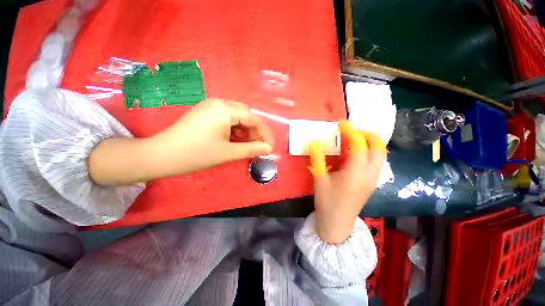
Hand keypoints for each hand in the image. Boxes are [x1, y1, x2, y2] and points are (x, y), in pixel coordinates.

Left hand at [89, 99, 273, 184]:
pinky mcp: (206, 114)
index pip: (253, 118)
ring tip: (249, 145)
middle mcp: (219, 103)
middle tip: (260, 146)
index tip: (271, 146)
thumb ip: (251, 149)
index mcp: (224, 109)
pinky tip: (236, 141)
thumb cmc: (196, 154)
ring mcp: (211, 107)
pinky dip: (235, 130)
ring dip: (246, 131)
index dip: (265, 132)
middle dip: (255, 131)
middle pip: (246, 115)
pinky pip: (227, 120)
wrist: (161, 156)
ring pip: (237, 117)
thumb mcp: (227, 153)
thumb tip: (268, 149)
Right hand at [309, 120, 386, 243]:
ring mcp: (373, 179)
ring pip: (380, 155)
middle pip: (378, 147)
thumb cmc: (327, 202)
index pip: (359, 145)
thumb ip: (317, 159)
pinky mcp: (371, 183)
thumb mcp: (319, 179)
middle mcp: (370, 174)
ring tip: (354, 139)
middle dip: (367, 134)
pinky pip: (376, 162)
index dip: (351, 131)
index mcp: (356, 173)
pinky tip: (355, 154)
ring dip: (370, 142)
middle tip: (351, 130)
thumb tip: (314, 142)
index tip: (341, 123)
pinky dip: (369, 152)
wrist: (337, 224)